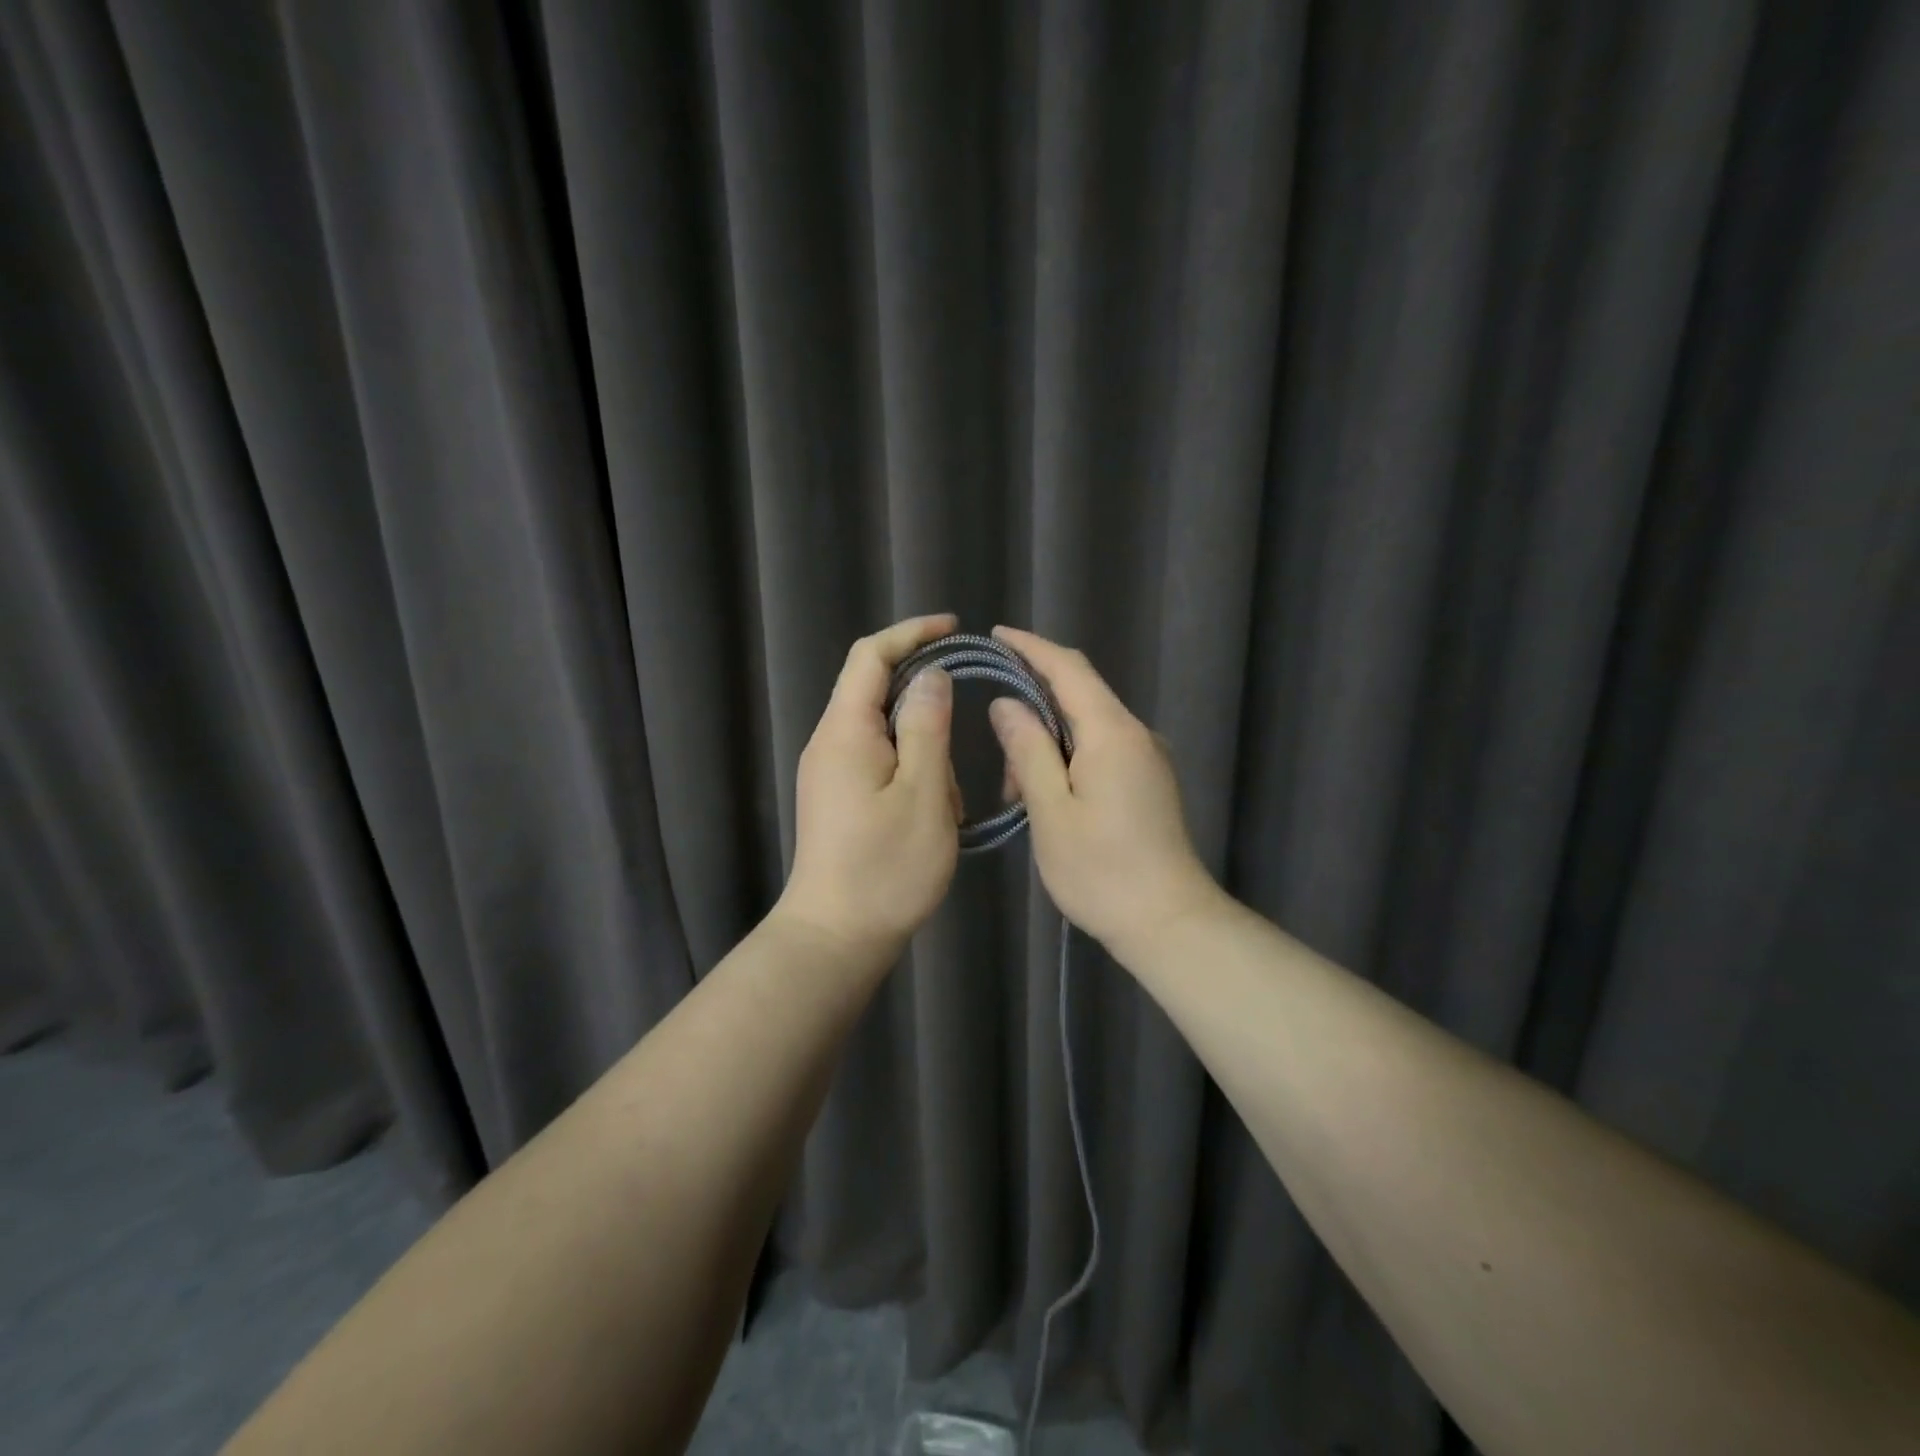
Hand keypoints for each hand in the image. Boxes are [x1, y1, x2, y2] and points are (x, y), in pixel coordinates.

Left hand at [777, 614, 964, 958]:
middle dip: (925, 700)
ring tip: (949, 799)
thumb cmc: (886, 867)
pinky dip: (913, 774)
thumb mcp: (923, 792)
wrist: (836, 938)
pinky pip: (880, 763)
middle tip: (964, 728)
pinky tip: (934, 811)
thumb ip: (926, 725)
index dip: (910, 632)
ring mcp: (830, 772)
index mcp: (845, 730)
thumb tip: (931, 675)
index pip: (870, 656)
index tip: (953, 626)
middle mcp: (829, 742)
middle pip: (875, 691)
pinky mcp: (838, 798)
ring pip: (884, 732)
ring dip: (923, 749)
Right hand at [988, 626, 1221, 958]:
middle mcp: (1136, 734)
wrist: (1168, 921)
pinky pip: (1101, 751)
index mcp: (1112, 733)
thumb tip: (1007, 704)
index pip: (1069, 668)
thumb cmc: (1101, 870)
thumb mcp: (1050, 810)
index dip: (1031, 647)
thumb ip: (1028, 750)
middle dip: (1033, 713)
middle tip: (1001, 762)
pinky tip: (1048, 799)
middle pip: (1079, 696)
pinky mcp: (1149, 782)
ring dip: (1047, 746)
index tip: (996, 634)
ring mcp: (1147, 758)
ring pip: (1087, 729)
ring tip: (1019, 796)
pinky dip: (1067, 761)